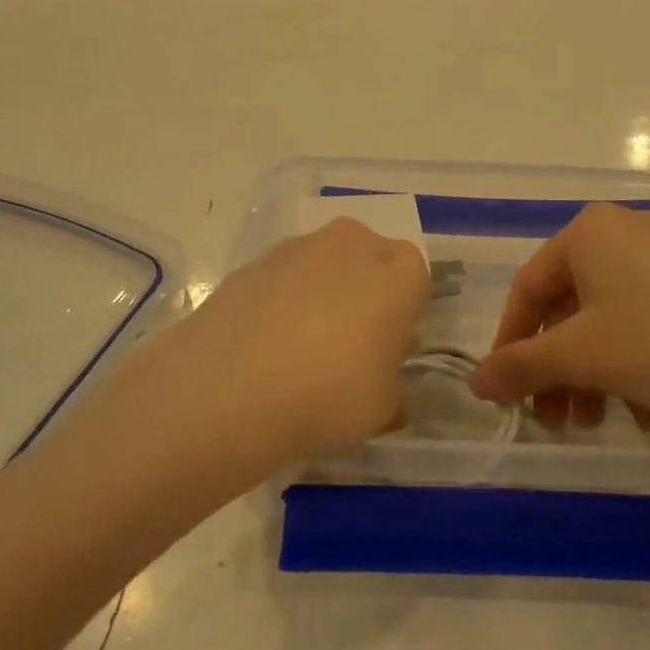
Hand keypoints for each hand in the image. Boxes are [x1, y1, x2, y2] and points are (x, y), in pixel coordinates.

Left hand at [121, 219, 429, 479]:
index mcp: (400, 269)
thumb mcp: (383, 408)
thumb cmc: (331, 393)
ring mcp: (299, 246)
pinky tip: (263, 346)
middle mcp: (353, 242)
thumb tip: (386, 391)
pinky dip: (279, 302)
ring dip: (319, 295)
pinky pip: (282, 279)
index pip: (415, 282)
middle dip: (362, 295)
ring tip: (296, 351)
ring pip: (323, 267)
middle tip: (345, 348)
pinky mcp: (254, 260)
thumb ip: (392, 389)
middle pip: (368, 263)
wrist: (233, 387)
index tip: (384, 352)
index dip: (401, 318)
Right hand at [469, 204, 649, 432]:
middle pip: (569, 307)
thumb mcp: (580, 356)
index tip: (505, 388)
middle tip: (553, 418)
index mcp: (588, 232)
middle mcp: (623, 232)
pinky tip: (643, 411)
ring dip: (591, 374)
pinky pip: (643, 319)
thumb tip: (474, 382)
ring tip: (595, 422)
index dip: (510, 342)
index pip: (528, 288)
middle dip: (557, 368)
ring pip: (606, 318)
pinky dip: (630, 364)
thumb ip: (519, 366)